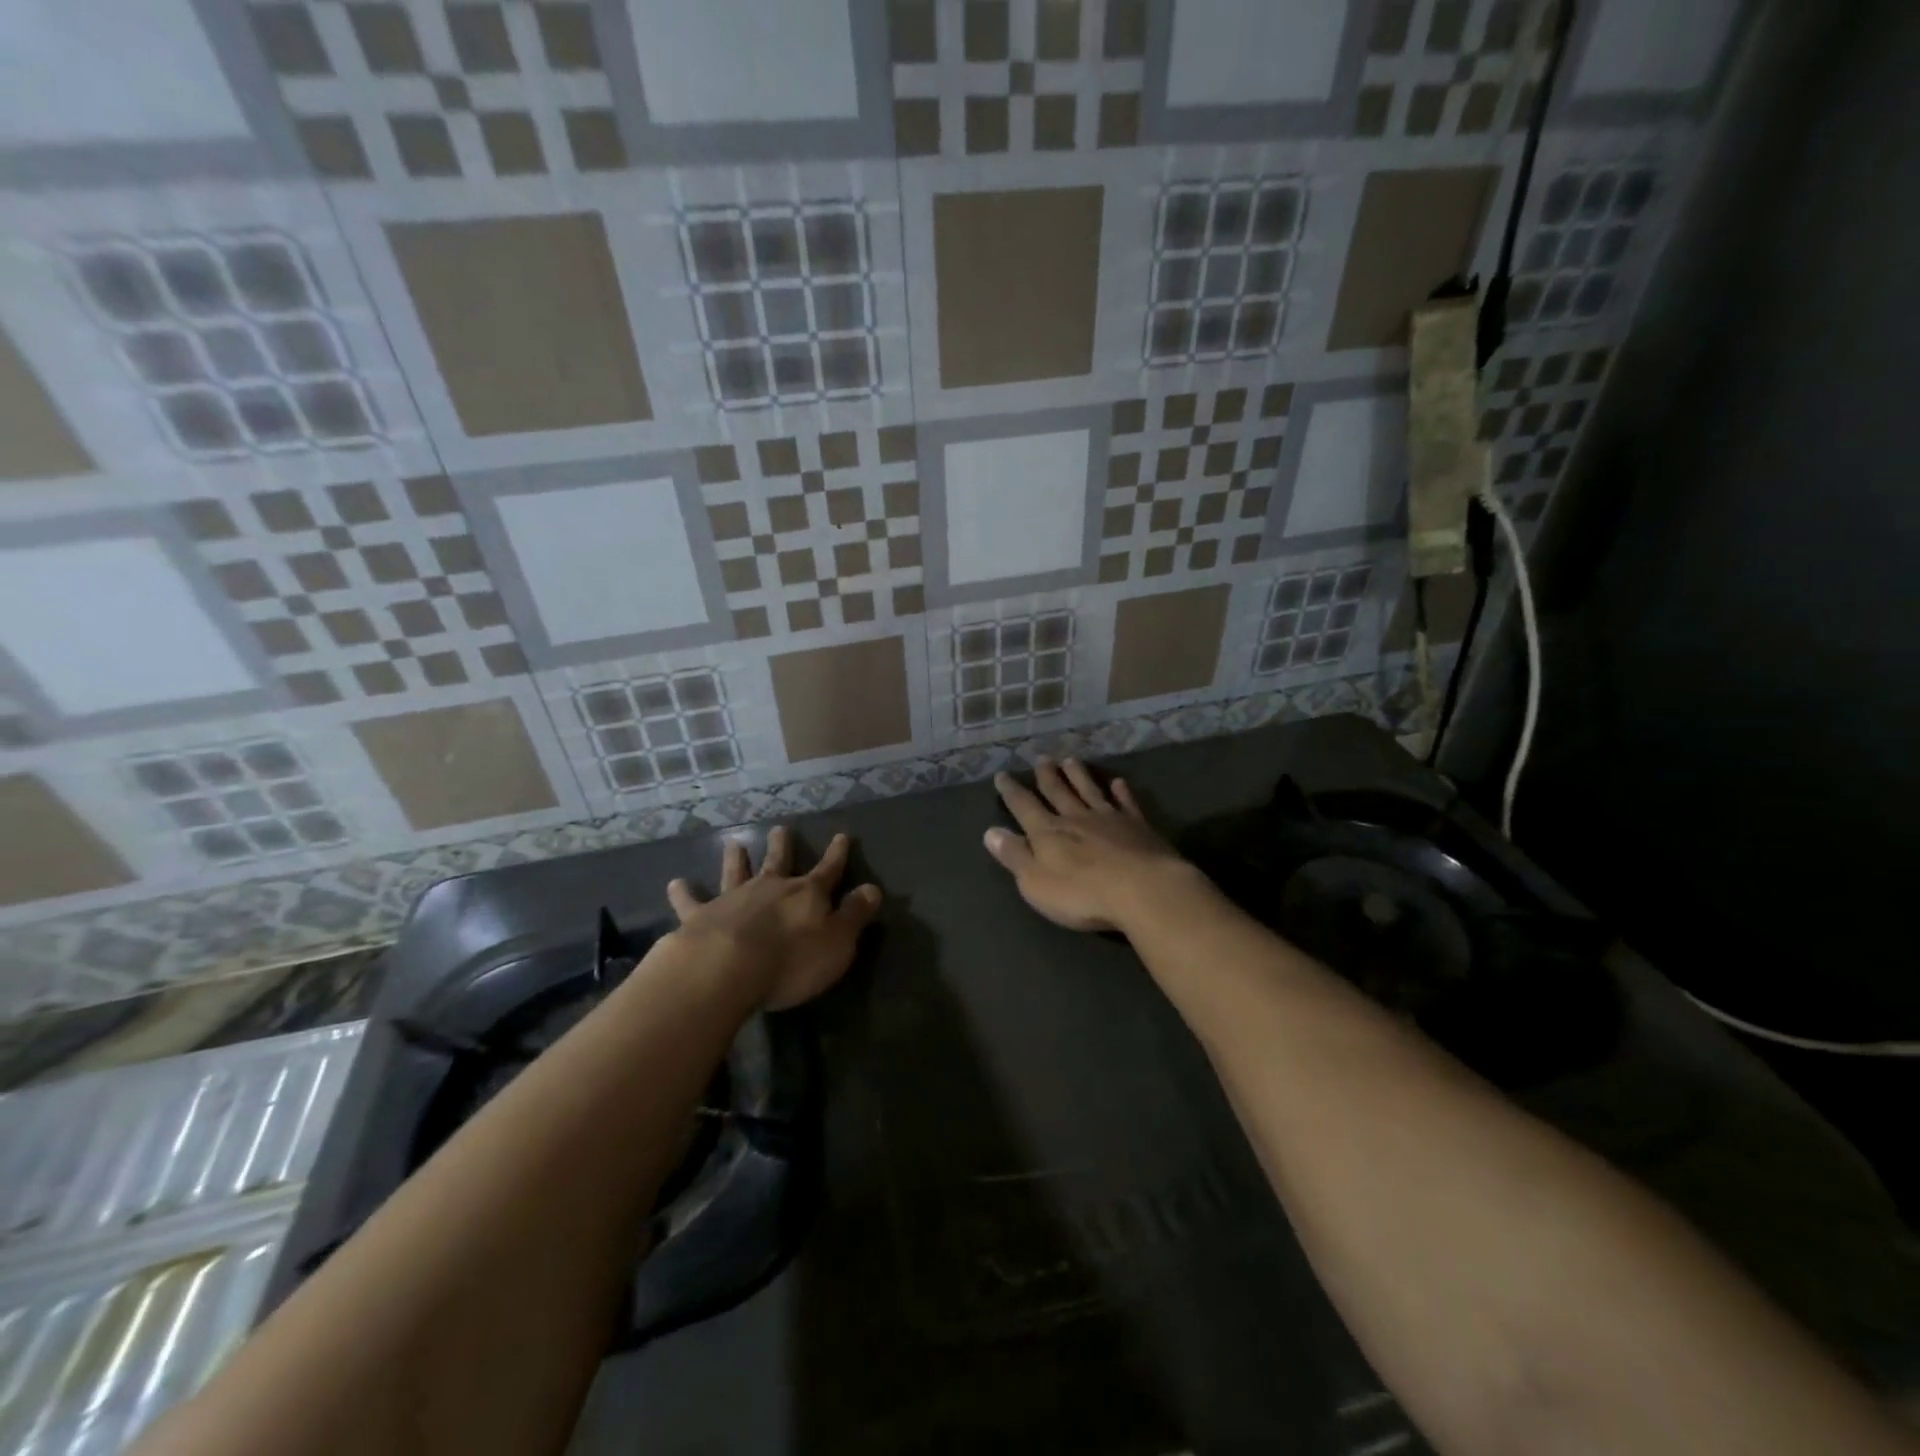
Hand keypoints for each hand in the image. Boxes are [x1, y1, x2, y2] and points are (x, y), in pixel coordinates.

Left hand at [666, 827, 882, 1009]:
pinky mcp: (700, 917)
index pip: (828, 870)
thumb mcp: (838, 942)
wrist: (728, 968)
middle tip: (780, 828)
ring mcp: (733, 899)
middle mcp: (770, 888)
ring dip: (737, 859)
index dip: (836, 855)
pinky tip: (675, 883)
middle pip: (778, 862)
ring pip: (736, 872)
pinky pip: (690, 902)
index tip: (841, 835)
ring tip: (735, 842)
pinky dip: (683, 892)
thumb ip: (855, 915)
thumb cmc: (791, 960)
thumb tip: (873, 889)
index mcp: (806, 895)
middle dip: (782, 846)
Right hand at [984, 757, 1185, 932]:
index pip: (1024, 806)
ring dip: (1078, 775)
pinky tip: (1118, 782)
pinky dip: (1121, 791)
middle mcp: (1075, 818)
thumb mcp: (1035, 882)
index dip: (1011, 791)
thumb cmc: (1082, 893)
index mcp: (1048, 832)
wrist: (1142, 890)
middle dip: (1047, 776)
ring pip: (1089, 790)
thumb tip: (990, 832)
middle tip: (1041, 758)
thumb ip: (1014, 856)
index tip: (1002, 775)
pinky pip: (1126, 802)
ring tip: (1070, 760)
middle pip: (1058, 791)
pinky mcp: (1138, 826)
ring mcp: (1109, 819)